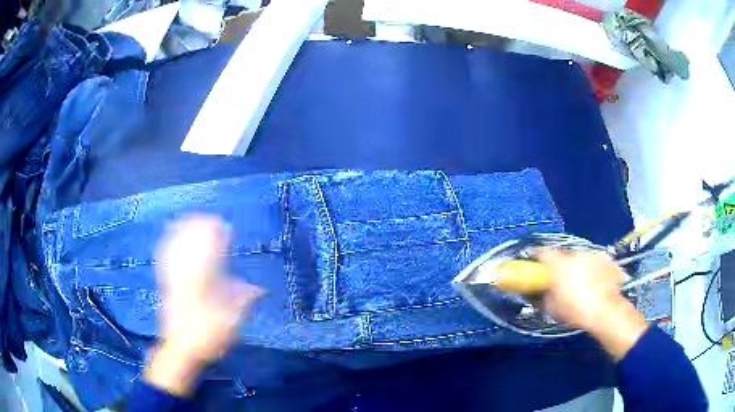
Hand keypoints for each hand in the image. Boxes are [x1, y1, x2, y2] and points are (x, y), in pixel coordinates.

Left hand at [144, 216, 264, 396]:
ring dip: (185, 230)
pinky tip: (171, 234)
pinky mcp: (165, 282)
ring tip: (193, 218)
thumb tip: (260, 289)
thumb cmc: (209, 336)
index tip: (225, 226)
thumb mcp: (232, 322)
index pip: (211, 251)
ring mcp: (174, 277)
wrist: (181, 348)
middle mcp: (187, 275)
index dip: (217, 236)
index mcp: (204, 282)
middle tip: (211, 218)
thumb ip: (244, 301)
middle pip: (192, 243)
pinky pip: (166, 256)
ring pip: (178, 246)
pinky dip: (170, 241)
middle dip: (201, 228)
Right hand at [537, 250, 648, 360]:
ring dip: (578, 267)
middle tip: (561, 281)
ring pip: (580, 258)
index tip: (535, 266)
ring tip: (582, 284)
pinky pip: (595, 262)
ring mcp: (592, 254)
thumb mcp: (551, 309)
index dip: (536, 257)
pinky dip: (593, 270)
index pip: (541, 252)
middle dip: (560, 266)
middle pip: (563, 256)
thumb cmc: (575, 310)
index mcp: (558, 263)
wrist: (605, 311)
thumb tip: (532, 293)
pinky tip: (596, 283)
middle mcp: (575, 252)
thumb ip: (540, 297)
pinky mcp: (606, 259)